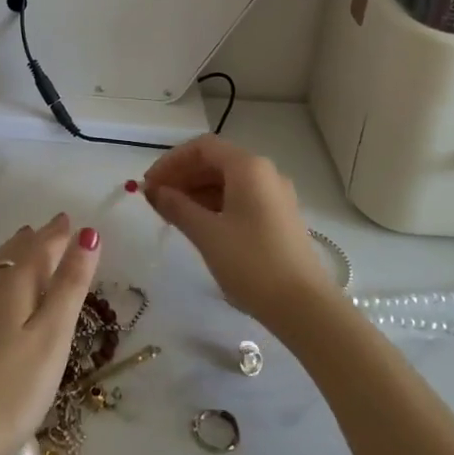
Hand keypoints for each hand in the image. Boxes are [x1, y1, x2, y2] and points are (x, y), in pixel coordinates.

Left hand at [0, 213, 100, 454]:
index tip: (71, 220)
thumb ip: (70, 285)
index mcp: (16, 286)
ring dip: (12, 249)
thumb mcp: (52, 337)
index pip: (41, 249)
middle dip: (37, 239)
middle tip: (54, 227)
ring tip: (23, 236)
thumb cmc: (13, 391)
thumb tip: (88, 233)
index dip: (58, 235)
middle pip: (16, 254)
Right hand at [142, 135, 334, 330]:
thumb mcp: (207, 234)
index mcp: (248, 167)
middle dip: (182, 176)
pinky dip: (215, 204)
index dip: (171, 161)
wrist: (304, 307)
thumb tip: (154, 191)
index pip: (202, 147)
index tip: (149, 183)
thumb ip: (177, 207)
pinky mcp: (279, 217)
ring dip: (197, 191)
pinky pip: (241, 197)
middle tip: (155, 199)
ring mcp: (275, 195)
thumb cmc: (252, 263)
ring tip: (171, 213)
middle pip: (216, 161)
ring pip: (228, 181)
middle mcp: (265, 172)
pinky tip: (199, 224)